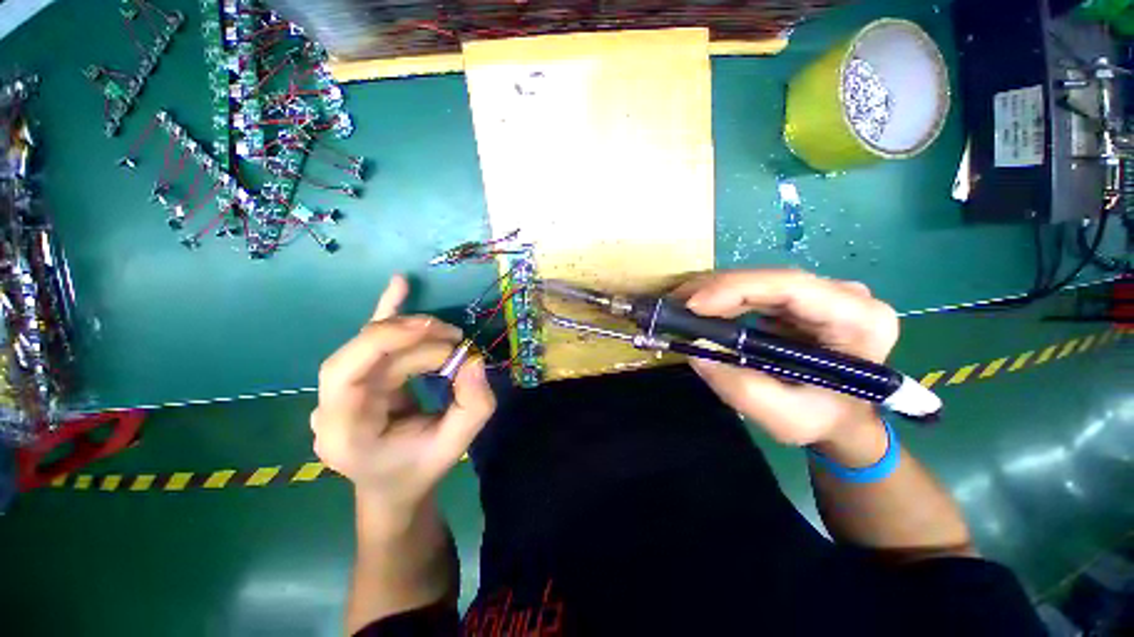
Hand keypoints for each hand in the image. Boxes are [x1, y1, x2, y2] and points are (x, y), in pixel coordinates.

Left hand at [311, 275, 495, 513]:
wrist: (393, 486)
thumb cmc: (420, 468)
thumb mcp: (455, 444)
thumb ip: (473, 405)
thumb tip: (474, 359)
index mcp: (342, 431)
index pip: (348, 372)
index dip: (393, 342)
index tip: (449, 341)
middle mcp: (330, 405)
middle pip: (362, 350)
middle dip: (412, 336)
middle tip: (456, 338)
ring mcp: (340, 389)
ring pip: (372, 342)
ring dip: (414, 331)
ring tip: (449, 334)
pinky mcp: (359, 376)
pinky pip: (371, 339)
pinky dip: (388, 312)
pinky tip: (399, 285)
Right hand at [675, 269, 898, 447]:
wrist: (843, 418)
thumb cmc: (824, 421)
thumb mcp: (786, 419)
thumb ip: (742, 389)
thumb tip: (697, 352)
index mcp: (859, 320)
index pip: (792, 287)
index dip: (737, 289)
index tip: (693, 305)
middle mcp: (845, 296)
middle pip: (770, 279)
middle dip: (716, 290)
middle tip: (674, 304)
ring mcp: (822, 294)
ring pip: (758, 282)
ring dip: (714, 292)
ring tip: (680, 306)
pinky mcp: (800, 300)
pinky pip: (755, 292)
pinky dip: (723, 299)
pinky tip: (700, 309)